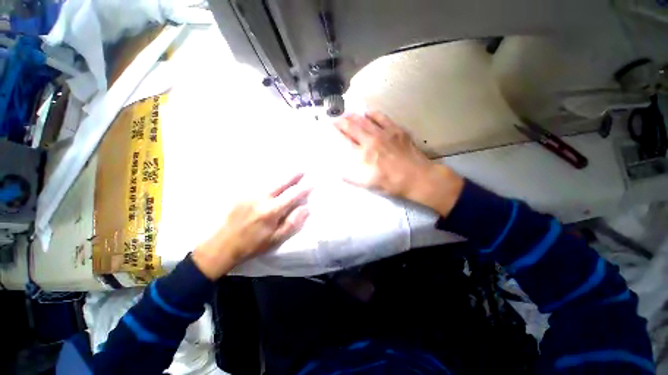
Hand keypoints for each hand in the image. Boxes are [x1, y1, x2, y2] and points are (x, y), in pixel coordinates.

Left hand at [192, 173, 311, 279]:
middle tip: (302, 170)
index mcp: (271, 211)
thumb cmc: (253, 244)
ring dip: (281, 175)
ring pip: (269, 180)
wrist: (223, 245)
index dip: (303, 189)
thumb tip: (306, 208)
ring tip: (290, 171)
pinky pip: (258, 183)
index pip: (292, 196)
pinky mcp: (241, 195)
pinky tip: (272, 178)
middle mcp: (261, 199)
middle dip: (293, 176)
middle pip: (280, 183)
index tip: (312, 184)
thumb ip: (292, 223)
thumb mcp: (276, 239)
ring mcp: (249, 195)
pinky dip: (268, 179)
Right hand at [334, 111, 463, 215]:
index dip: (336, 131)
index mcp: (363, 154)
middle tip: (336, 118)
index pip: (345, 139)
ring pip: (365, 120)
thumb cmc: (391, 183)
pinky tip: (368, 113)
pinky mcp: (396, 130)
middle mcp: (371, 140)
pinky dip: (372, 114)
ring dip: (354, 116)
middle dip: (342, 121)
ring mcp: (384, 133)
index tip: (330, 126)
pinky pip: (382, 117)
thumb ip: (351, 178)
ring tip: (348, 114)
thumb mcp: (367, 185)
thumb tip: (338, 172)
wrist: (417, 177)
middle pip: (353, 126)